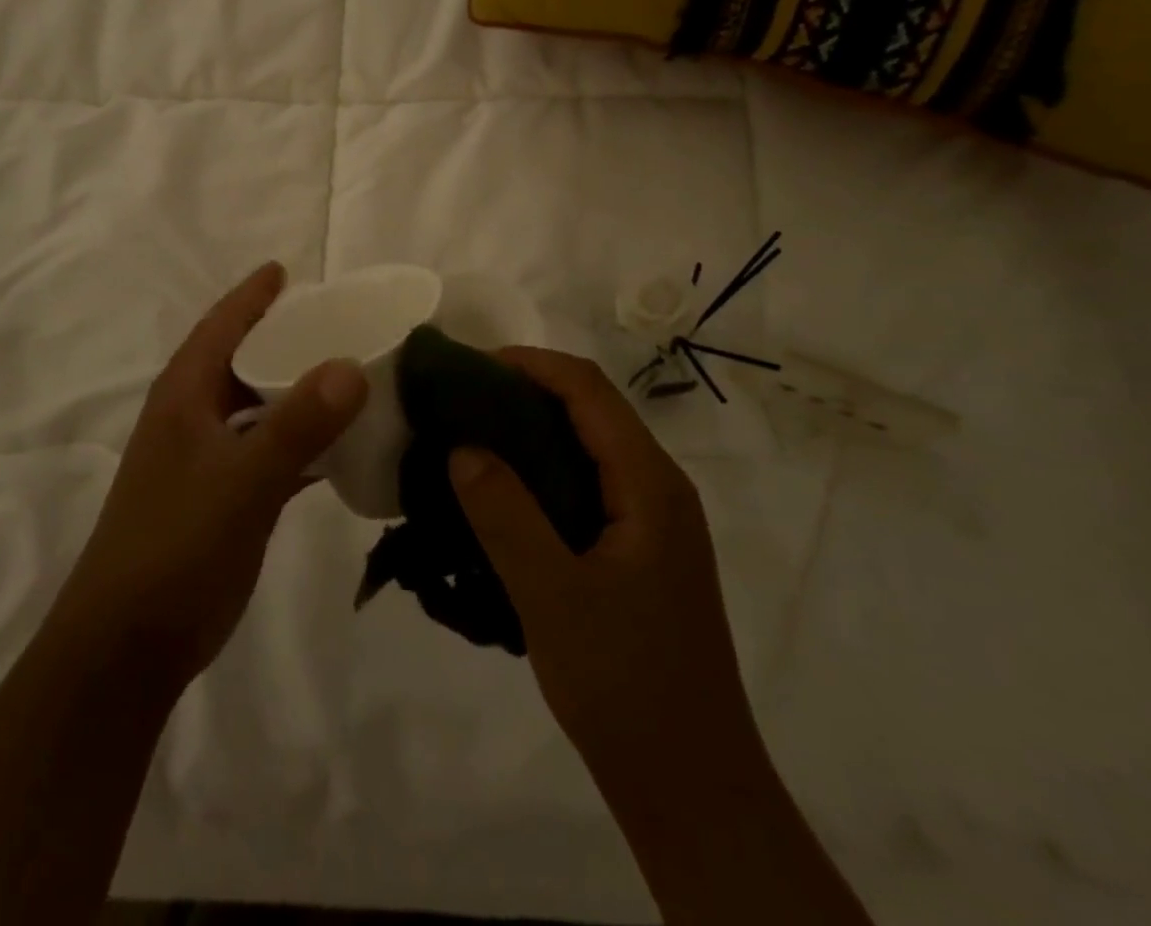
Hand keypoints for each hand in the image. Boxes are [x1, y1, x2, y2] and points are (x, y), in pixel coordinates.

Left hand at [57, 262, 367, 687]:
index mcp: (185, 396)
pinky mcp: (225, 497)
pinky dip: (304, 440)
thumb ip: (297, 424)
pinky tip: (343, 442)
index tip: (285, 268)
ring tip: (351, 370)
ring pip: (260, 407)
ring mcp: (208, 459)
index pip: (221, 327)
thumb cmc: (176, 546)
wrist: (130, 644)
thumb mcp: (241, 481)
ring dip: (298, 389)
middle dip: (286, 337)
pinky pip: (271, 451)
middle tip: (339, 318)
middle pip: (244, 361)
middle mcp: (194, 417)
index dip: (252, 296)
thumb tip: (352, 365)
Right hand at [447, 348, 758, 786]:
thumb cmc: (626, 684)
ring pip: (588, 446)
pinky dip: (541, 470)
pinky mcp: (638, 550)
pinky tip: (501, 494)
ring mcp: (652, 521)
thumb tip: (462, 445)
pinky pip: (586, 484)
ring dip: (530, 430)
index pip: (588, 389)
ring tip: (469, 437)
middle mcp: (658, 488)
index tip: (468, 367)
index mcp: (649, 485)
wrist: (692, 787)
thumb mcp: (552, 596)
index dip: (529, 363)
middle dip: (525, 390)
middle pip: (591, 409)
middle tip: (458, 401)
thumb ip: (505, 514)